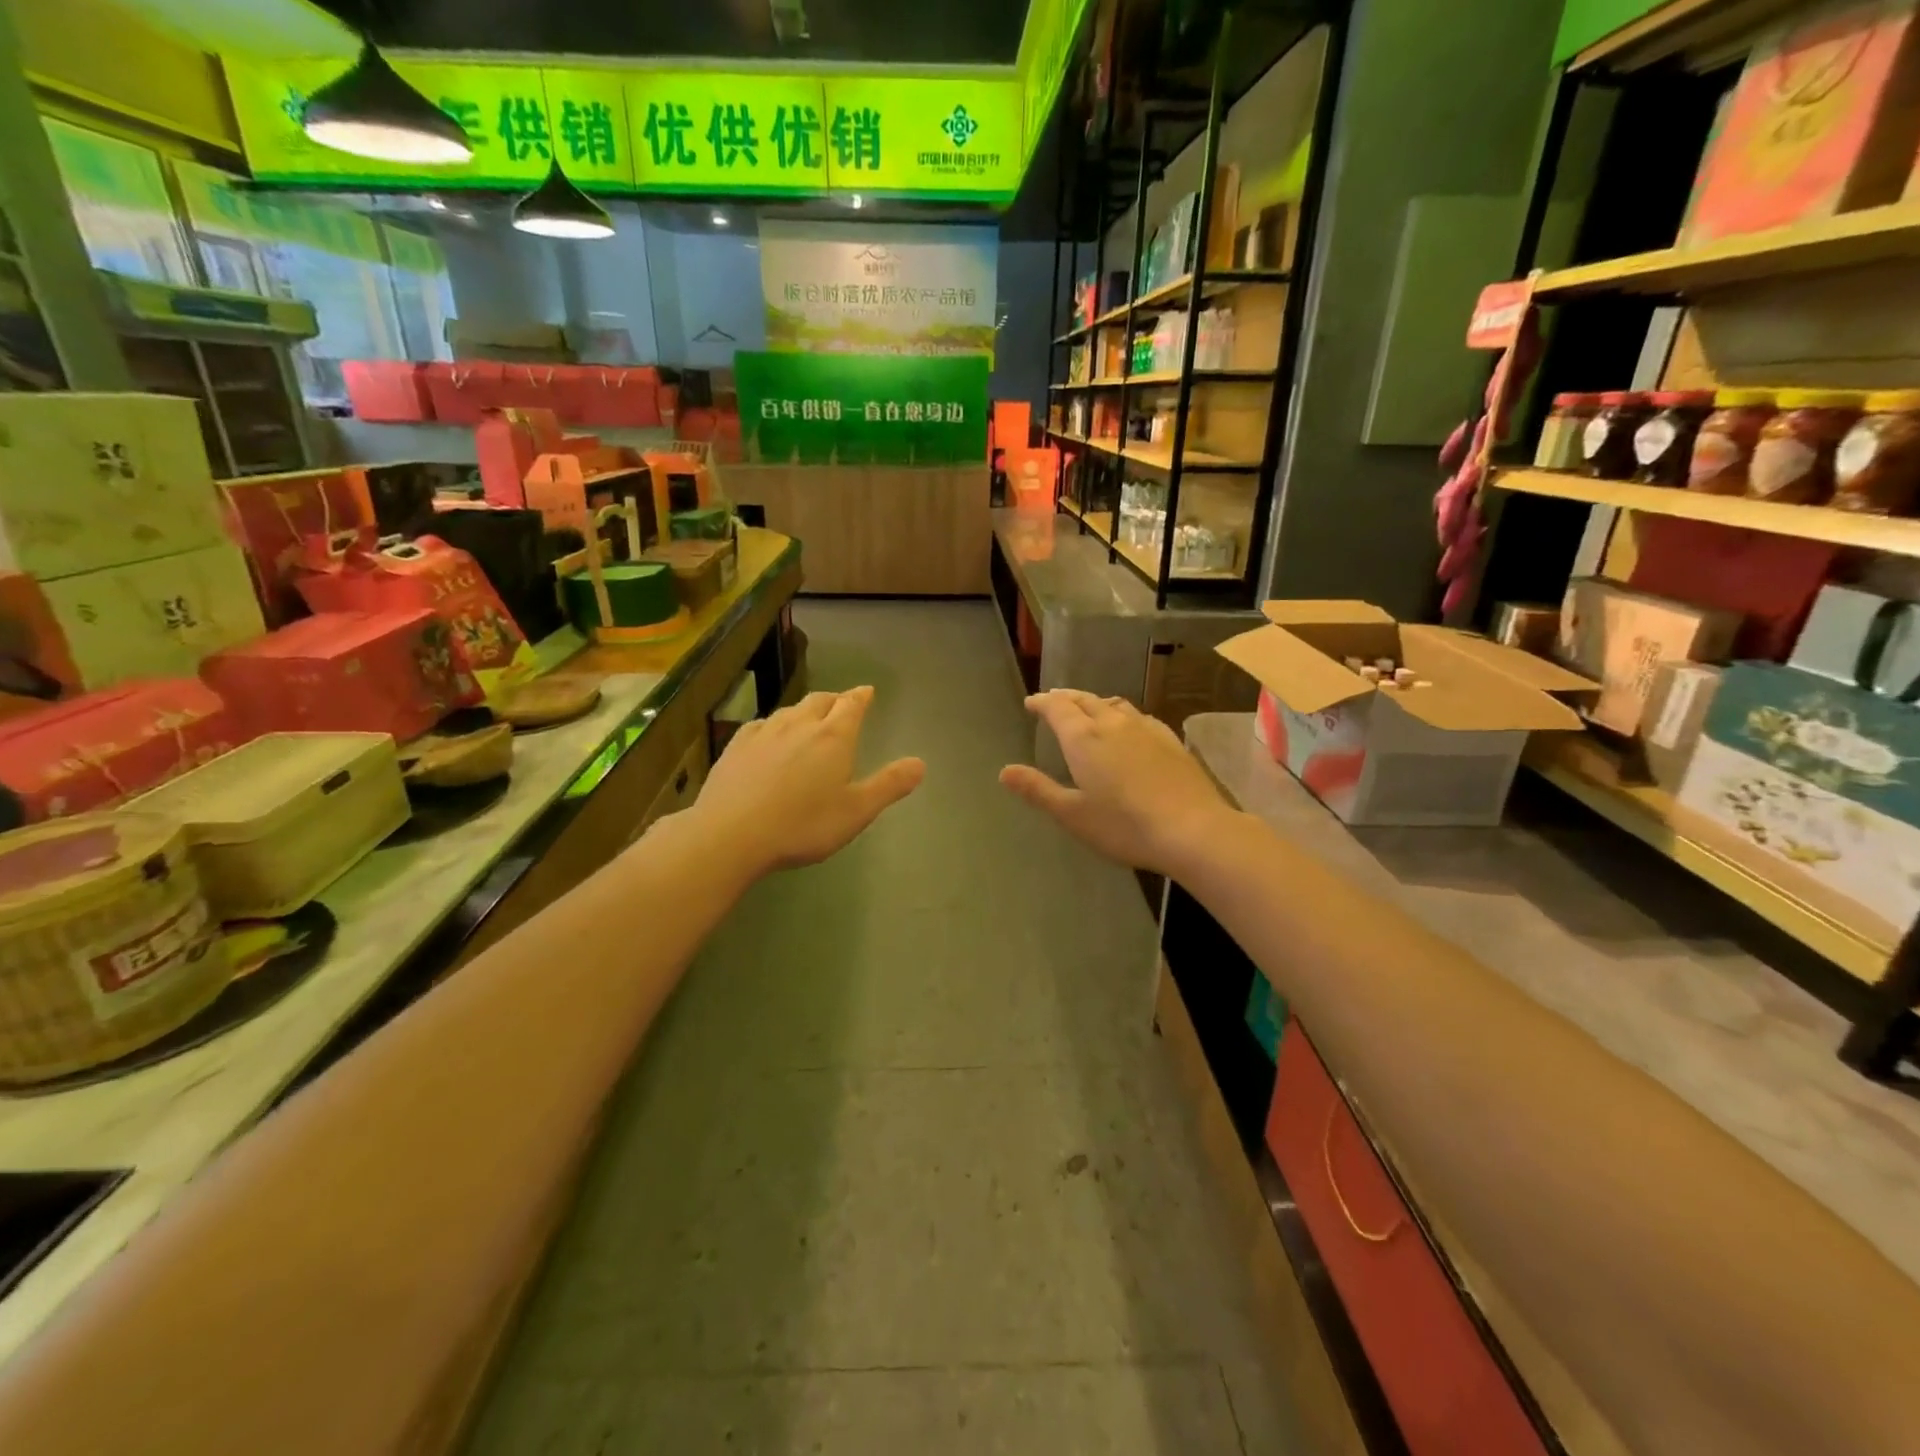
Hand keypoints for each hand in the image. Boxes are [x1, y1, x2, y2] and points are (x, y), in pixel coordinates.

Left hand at [690, 686, 924, 878]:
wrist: (730, 834)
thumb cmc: (802, 825)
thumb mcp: (856, 811)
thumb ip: (889, 785)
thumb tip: (920, 763)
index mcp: (833, 737)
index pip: (852, 705)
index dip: (861, 696)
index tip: (867, 691)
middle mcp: (799, 725)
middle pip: (820, 701)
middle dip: (835, 700)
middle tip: (842, 704)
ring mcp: (764, 733)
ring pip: (790, 710)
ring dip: (804, 710)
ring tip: (809, 718)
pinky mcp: (736, 746)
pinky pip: (761, 725)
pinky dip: (774, 724)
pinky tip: (769, 735)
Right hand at [999, 691, 1237, 876]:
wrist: (1193, 829)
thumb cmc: (1124, 826)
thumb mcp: (1072, 814)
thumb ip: (1038, 790)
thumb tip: (1004, 771)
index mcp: (1084, 738)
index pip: (1057, 708)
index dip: (1042, 703)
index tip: (1031, 702)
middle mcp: (1113, 724)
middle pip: (1085, 700)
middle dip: (1066, 698)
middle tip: (1054, 700)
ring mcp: (1146, 729)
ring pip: (1114, 704)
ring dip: (1095, 702)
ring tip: (1088, 708)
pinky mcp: (1170, 740)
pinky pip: (1139, 716)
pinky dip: (1123, 714)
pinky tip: (1130, 726)